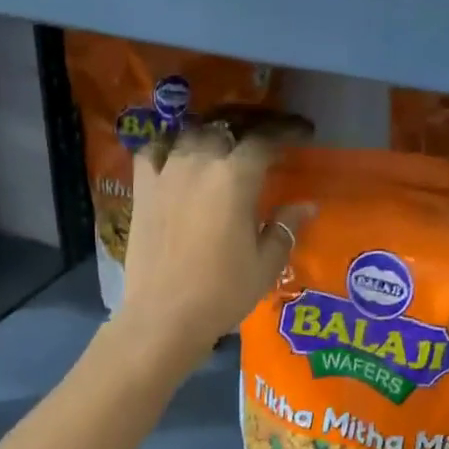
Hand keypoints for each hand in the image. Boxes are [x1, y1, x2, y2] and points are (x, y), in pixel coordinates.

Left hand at [112, 114, 312, 374]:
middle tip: (256, 150)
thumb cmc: (223, 292)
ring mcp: (166, 174)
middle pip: (224, 133)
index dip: (283, 135)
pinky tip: (173, 159)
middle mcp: (199, 164)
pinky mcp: (142, 190)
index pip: (264, 142)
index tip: (298, 136)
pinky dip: (165, 149)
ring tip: (217, 152)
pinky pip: (151, 152)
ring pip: (188, 137)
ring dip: (206, 139)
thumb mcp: (265, 264)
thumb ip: (285, 228)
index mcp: (236, 178)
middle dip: (244, 136)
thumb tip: (306, 206)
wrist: (165, 315)